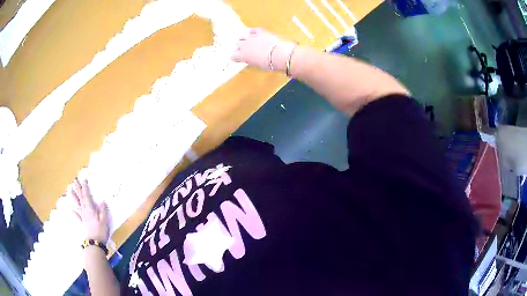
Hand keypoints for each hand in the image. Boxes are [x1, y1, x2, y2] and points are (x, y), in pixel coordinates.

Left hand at [69, 178, 109, 243]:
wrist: (95, 242)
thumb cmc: (100, 230)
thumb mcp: (104, 220)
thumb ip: (102, 210)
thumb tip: (102, 201)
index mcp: (90, 208)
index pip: (86, 195)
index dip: (85, 187)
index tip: (83, 179)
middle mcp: (85, 210)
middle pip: (80, 197)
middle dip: (77, 188)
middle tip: (75, 180)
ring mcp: (83, 216)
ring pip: (77, 204)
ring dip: (73, 197)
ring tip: (70, 190)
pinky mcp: (83, 222)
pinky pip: (77, 216)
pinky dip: (74, 213)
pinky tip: (71, 210)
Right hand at [231, 28, 294, 71]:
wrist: (278, 55)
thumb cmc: (269, 64)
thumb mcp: (258, 66)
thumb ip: (251, 63)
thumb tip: (249, 61)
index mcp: (242, 56)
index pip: (233, 56)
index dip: (235, 57)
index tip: (237, 58)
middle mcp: (244, 46)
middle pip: (237, 44)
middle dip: (240, 47)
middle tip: (244, 49)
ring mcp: (251, 38)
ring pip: (242, 37)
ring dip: (244, 39)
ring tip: (248, 42)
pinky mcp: (259, 32)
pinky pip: (252, 30)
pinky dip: (252, 32)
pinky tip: (252, 33)